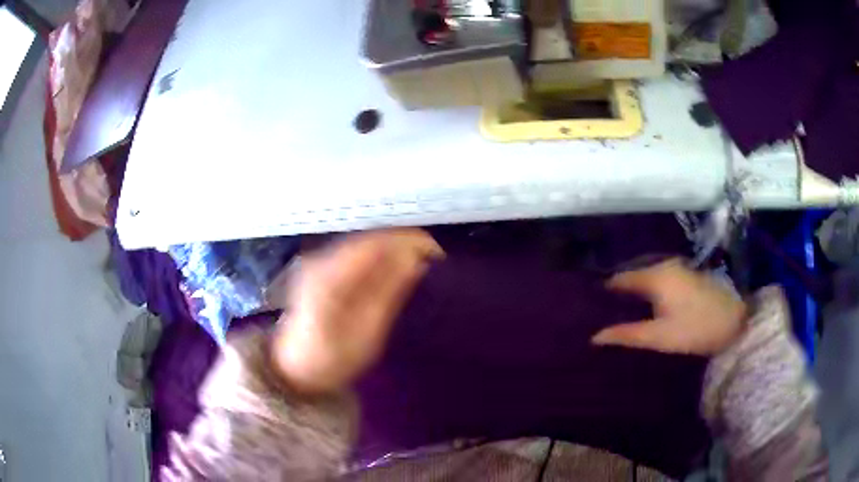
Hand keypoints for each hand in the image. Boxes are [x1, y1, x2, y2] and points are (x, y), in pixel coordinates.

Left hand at [271, 229, 443, 394]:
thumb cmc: (332, 358)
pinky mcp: (321, 267)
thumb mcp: (366, 332)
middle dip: (406, 243)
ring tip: (423, 260)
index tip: (439, 254)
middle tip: (435, 258)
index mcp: (331, 276)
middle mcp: (322, 259)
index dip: (410, 241)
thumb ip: (390, 292)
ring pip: (365, 242)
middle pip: (371, 238)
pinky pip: (357, 252)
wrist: (296, 368)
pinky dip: (381, 255)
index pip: (376, 243)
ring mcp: (319, 261)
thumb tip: (416, 260)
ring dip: (395, 247)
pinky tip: (396, 265)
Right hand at [592, 258, 747, 355]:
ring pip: (647, 276)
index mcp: (655, 276)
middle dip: (618, 291)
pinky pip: (659, 278)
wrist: (734, 322)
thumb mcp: (658, 337)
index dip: (604, 291)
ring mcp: (678, 268)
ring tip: (620, 310)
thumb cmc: (694, 329)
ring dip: (634, 291)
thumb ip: (626, 334)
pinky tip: (646, 305)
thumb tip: (595, 337)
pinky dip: (649, 289)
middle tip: (602, 311)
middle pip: (633, 275)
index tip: (589, 305)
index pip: (620, 279)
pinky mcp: (688, 275)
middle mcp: (664, 265)